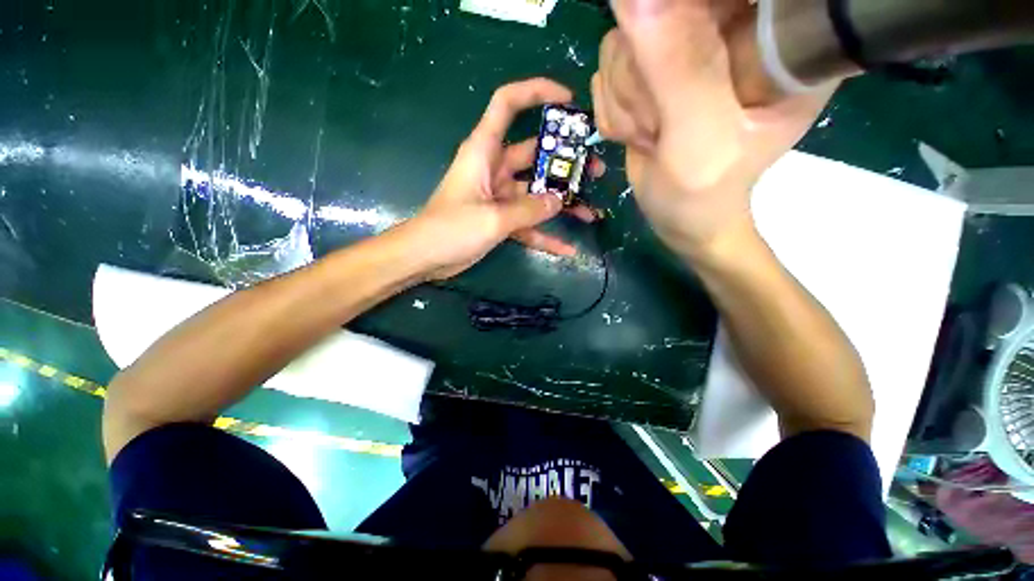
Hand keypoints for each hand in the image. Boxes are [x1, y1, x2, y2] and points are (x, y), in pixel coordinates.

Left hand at [408, 78, 602, 280]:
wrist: (422, 258)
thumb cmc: (449, 229)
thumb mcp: (493, 218)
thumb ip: (530, 209)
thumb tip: (561, 201)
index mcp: (485, 148)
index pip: (508, 102)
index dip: (536, 91)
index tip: (569, 100)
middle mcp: (494, 163)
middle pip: (536, 149)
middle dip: (568, 157)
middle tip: (597, 169)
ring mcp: (498, 190)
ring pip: (538, 186)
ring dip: (562, 197)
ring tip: (591, 209)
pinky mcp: (498, 214)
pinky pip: (528, 219)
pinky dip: (545, 231)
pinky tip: (568, 248)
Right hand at [592, 0, 834, 257]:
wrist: (684, 217)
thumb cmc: (712, 194)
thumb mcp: (705, 136)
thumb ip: (677, 65)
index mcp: (776, 50)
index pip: (735, 6)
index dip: (690, 21)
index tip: (680, 75)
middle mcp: (735, 34)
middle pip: (665, 8)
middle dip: (646, 68)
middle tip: (666, 121)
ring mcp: (692, 41)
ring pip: (628, 31)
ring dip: (627, 89)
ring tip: (657, 131)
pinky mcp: (659, 52)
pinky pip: (611, 50)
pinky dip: (614, 94)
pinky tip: (641, 123)